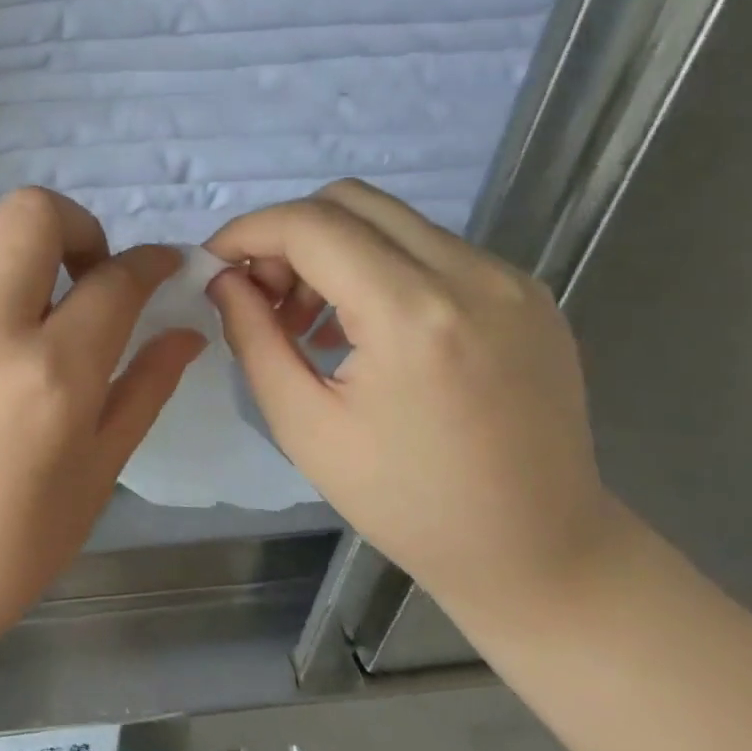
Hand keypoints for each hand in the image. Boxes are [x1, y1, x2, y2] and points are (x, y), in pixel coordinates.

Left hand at [0, 188, 205, 675]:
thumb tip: (187, 332)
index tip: (156, 266)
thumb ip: (145, 389)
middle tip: (79, 273)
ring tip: (11, 283)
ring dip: (2, 237)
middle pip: (32, 213)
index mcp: (54, 375)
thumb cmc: (14, 544)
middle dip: (74, 226)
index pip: (116, 280)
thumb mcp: (99, 473)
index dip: (149, 262)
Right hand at [205, 180, 616, 618]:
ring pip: (391, 220)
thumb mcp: (303, 424)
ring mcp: (509, 279)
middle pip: (351, 201)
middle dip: (288, 234)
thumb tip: (224, 279)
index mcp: (412, 315)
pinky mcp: (527, 293)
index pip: (311, 225)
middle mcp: (471, 275)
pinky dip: (378, 267)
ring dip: (332, 250)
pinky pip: (431, 248)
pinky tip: (367, 329)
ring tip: (313, 321)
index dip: (248, 232)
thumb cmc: (404, 501)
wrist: (536, 549)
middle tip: (264, 296)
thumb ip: (253, 337)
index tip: (214, 265)